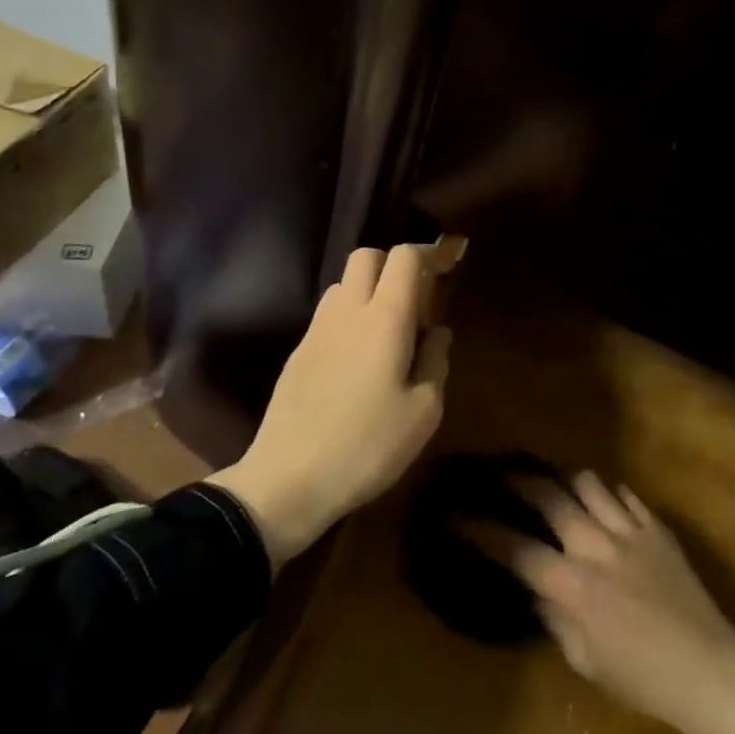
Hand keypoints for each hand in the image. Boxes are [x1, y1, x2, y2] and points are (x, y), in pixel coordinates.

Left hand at [207, 241, 460, 565]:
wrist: (288, 479)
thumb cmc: (367, 446)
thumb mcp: (423, 413)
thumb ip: (436, 361)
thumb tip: (437, 332)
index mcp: (384, 318)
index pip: (403, 257)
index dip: (427, 254)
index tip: (446, 271)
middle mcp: (347, 311)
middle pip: (367, 256)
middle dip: (394, 265)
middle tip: (416, 302)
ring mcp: (316, 329)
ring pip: (344, 283)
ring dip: (369, 290)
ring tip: (387, 331)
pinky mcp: (298, 351)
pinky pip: (329, 314)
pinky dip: (349, 317)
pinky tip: (358, 358)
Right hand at [502, 472, 734, 733]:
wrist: (712, 673)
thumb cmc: (644, 681)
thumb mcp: (587, 662)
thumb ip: (557, 620)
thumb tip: (541, 591)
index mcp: (572, 586)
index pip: (516, 548)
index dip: (481, 530)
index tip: (456, 513)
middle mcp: (595, 547)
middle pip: (550, 497)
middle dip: (521, 481)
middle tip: (504, 473)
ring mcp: (630, 532)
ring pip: (590, 483)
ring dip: (568, 481)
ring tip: (559, 484)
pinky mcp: (658, 529)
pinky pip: (627, 495)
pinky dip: (610, 494)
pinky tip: (606, 502)